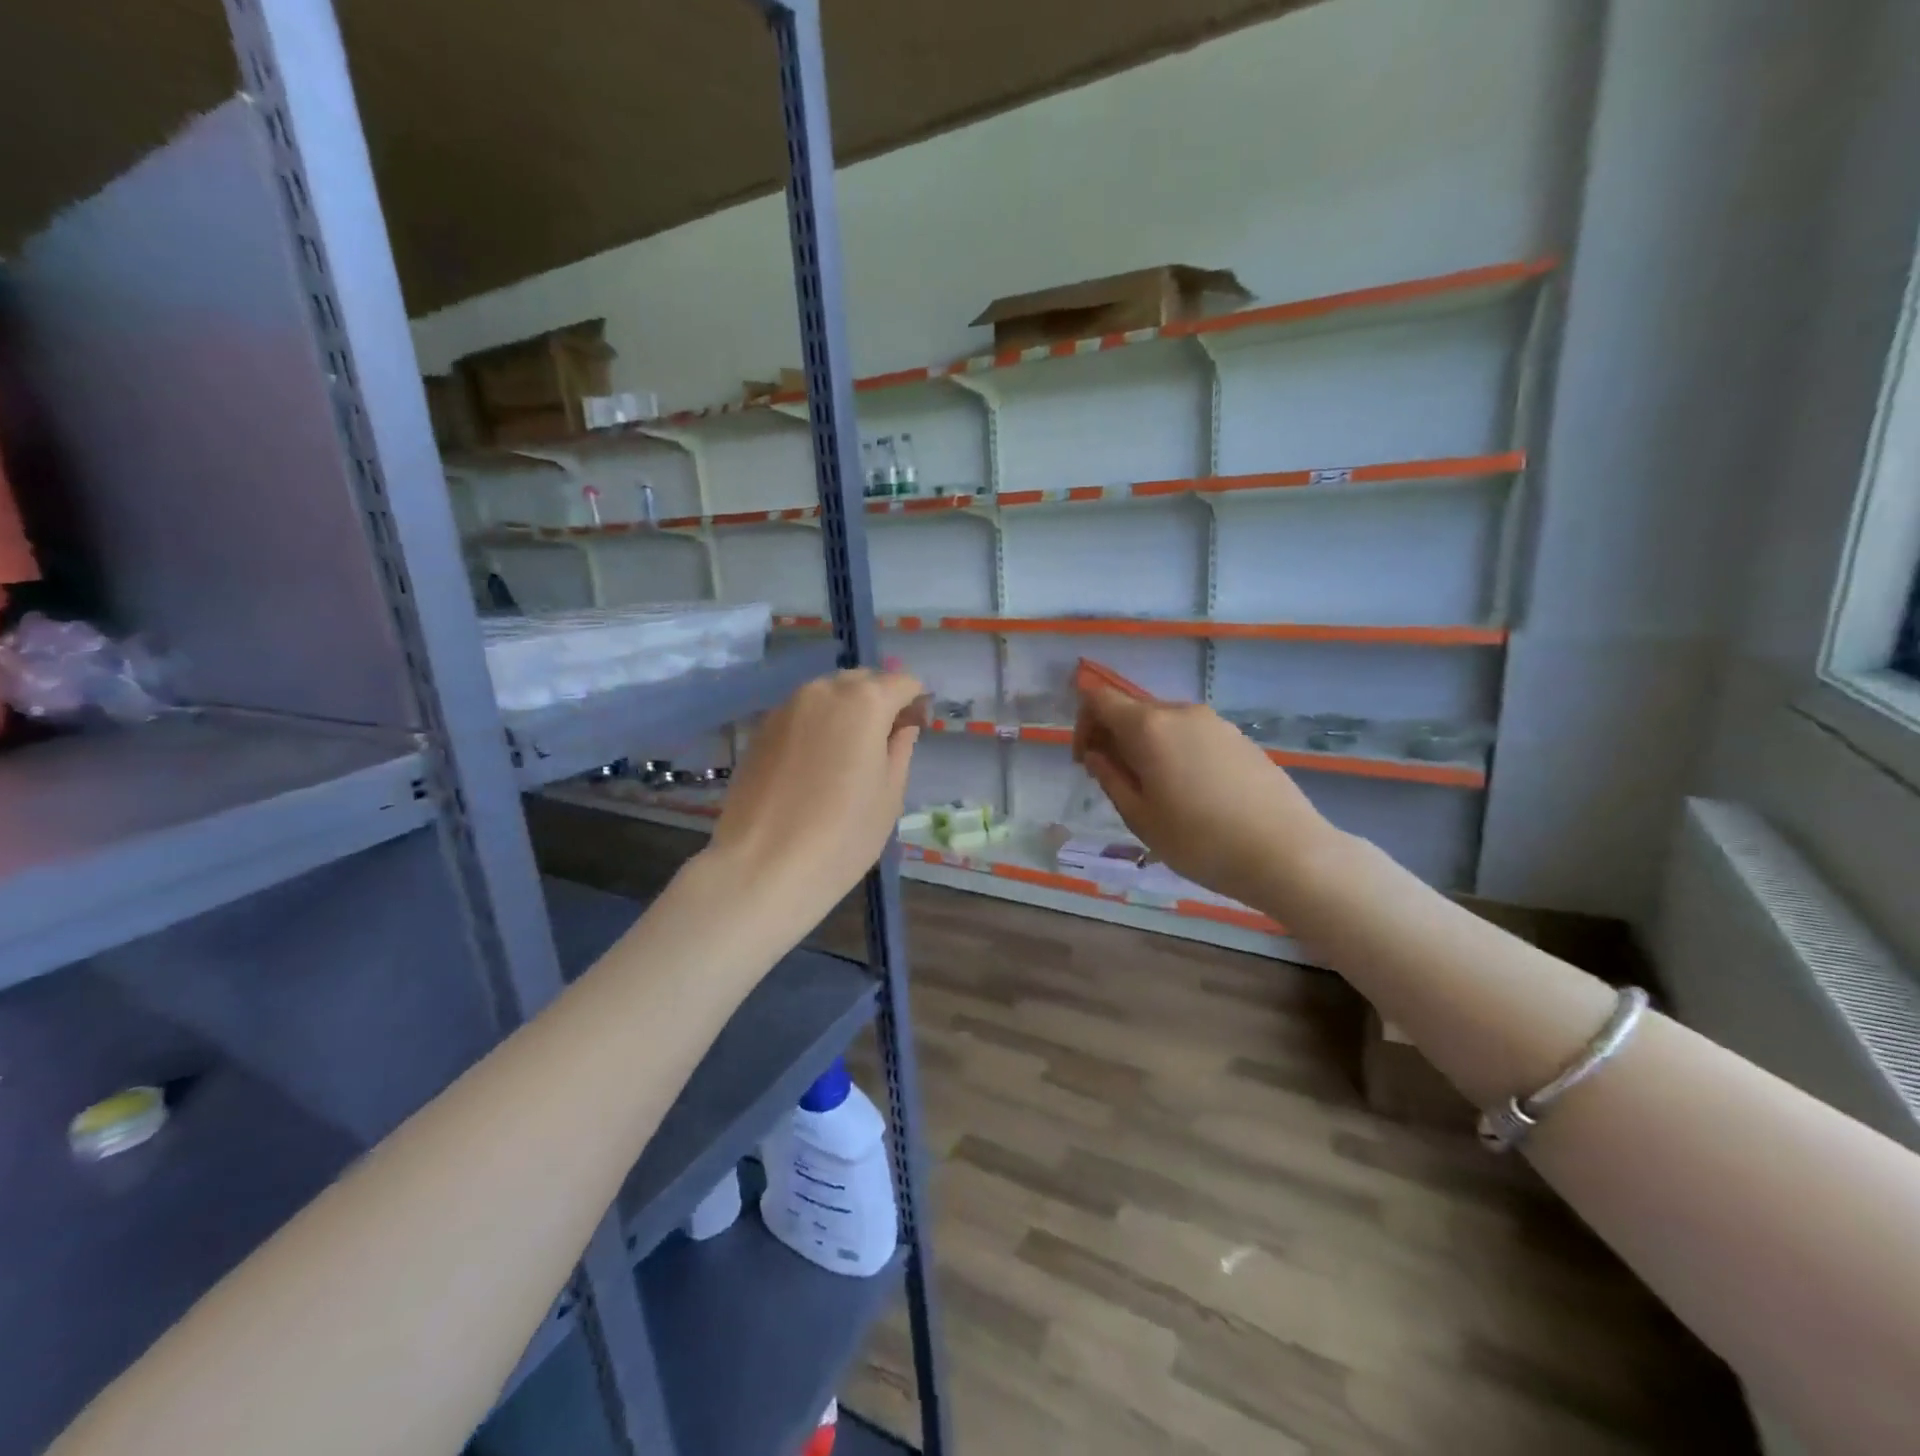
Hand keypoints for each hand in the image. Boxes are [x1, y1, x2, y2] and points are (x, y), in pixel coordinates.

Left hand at [705, 669, 923, 926]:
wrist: (763, 867)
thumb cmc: (843, 834)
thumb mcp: (889, 794)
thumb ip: (900, 748)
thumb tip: (902, 726)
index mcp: (865, 701)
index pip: (902, 682)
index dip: (915, 703)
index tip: (915, 731)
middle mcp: (823, 691)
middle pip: (862, 682)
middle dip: (879, 701)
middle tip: (884, 744)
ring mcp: (786, 708)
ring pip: (827, 696)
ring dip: (845, 713)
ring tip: (848, 757)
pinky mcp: (760, 730)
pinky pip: (801, 715)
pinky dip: (817, 727)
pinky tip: (815, 767)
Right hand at [1073, 686, 1338, 912]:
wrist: (1287, 852)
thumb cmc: (1200, 841)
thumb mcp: (1140, 817)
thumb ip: (1111, 778)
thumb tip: (1097, 754)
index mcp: (1149, 726)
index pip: (1100, 699)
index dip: (1083, 724)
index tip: (1086, 761)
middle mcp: (1181, 712)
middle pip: (1132, 709)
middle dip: (1113, 737)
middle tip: (1115, 781)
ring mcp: (1215, 722)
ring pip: (1163, 724)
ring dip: (1145, 746)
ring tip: (1154, 792)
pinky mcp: (1239, 738)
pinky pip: (1192, 735)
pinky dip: (1175, 751)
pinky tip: (1190, 793)